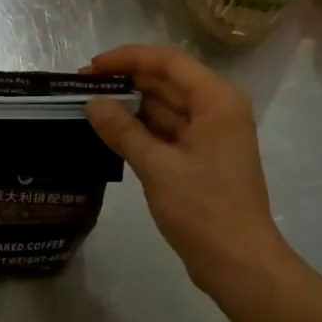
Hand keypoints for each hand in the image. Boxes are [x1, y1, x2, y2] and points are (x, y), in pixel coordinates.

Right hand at [84, 45, 290, 293]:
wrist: (240, 263)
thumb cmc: (203, 209)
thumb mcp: (157, 167)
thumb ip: (123, 130)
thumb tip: (93, 103)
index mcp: (216, 100)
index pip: (168, 61)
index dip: (128, 58)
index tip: (92, 67)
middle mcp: (218, 109)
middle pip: (168, 81)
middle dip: (127, 81)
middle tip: (82, 87)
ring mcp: (212, 134)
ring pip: (167, 107)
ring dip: (132, 106)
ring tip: (90, 106)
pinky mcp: (203, 158)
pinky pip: (169, 131)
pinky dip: (142, 129)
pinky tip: (112, 131)